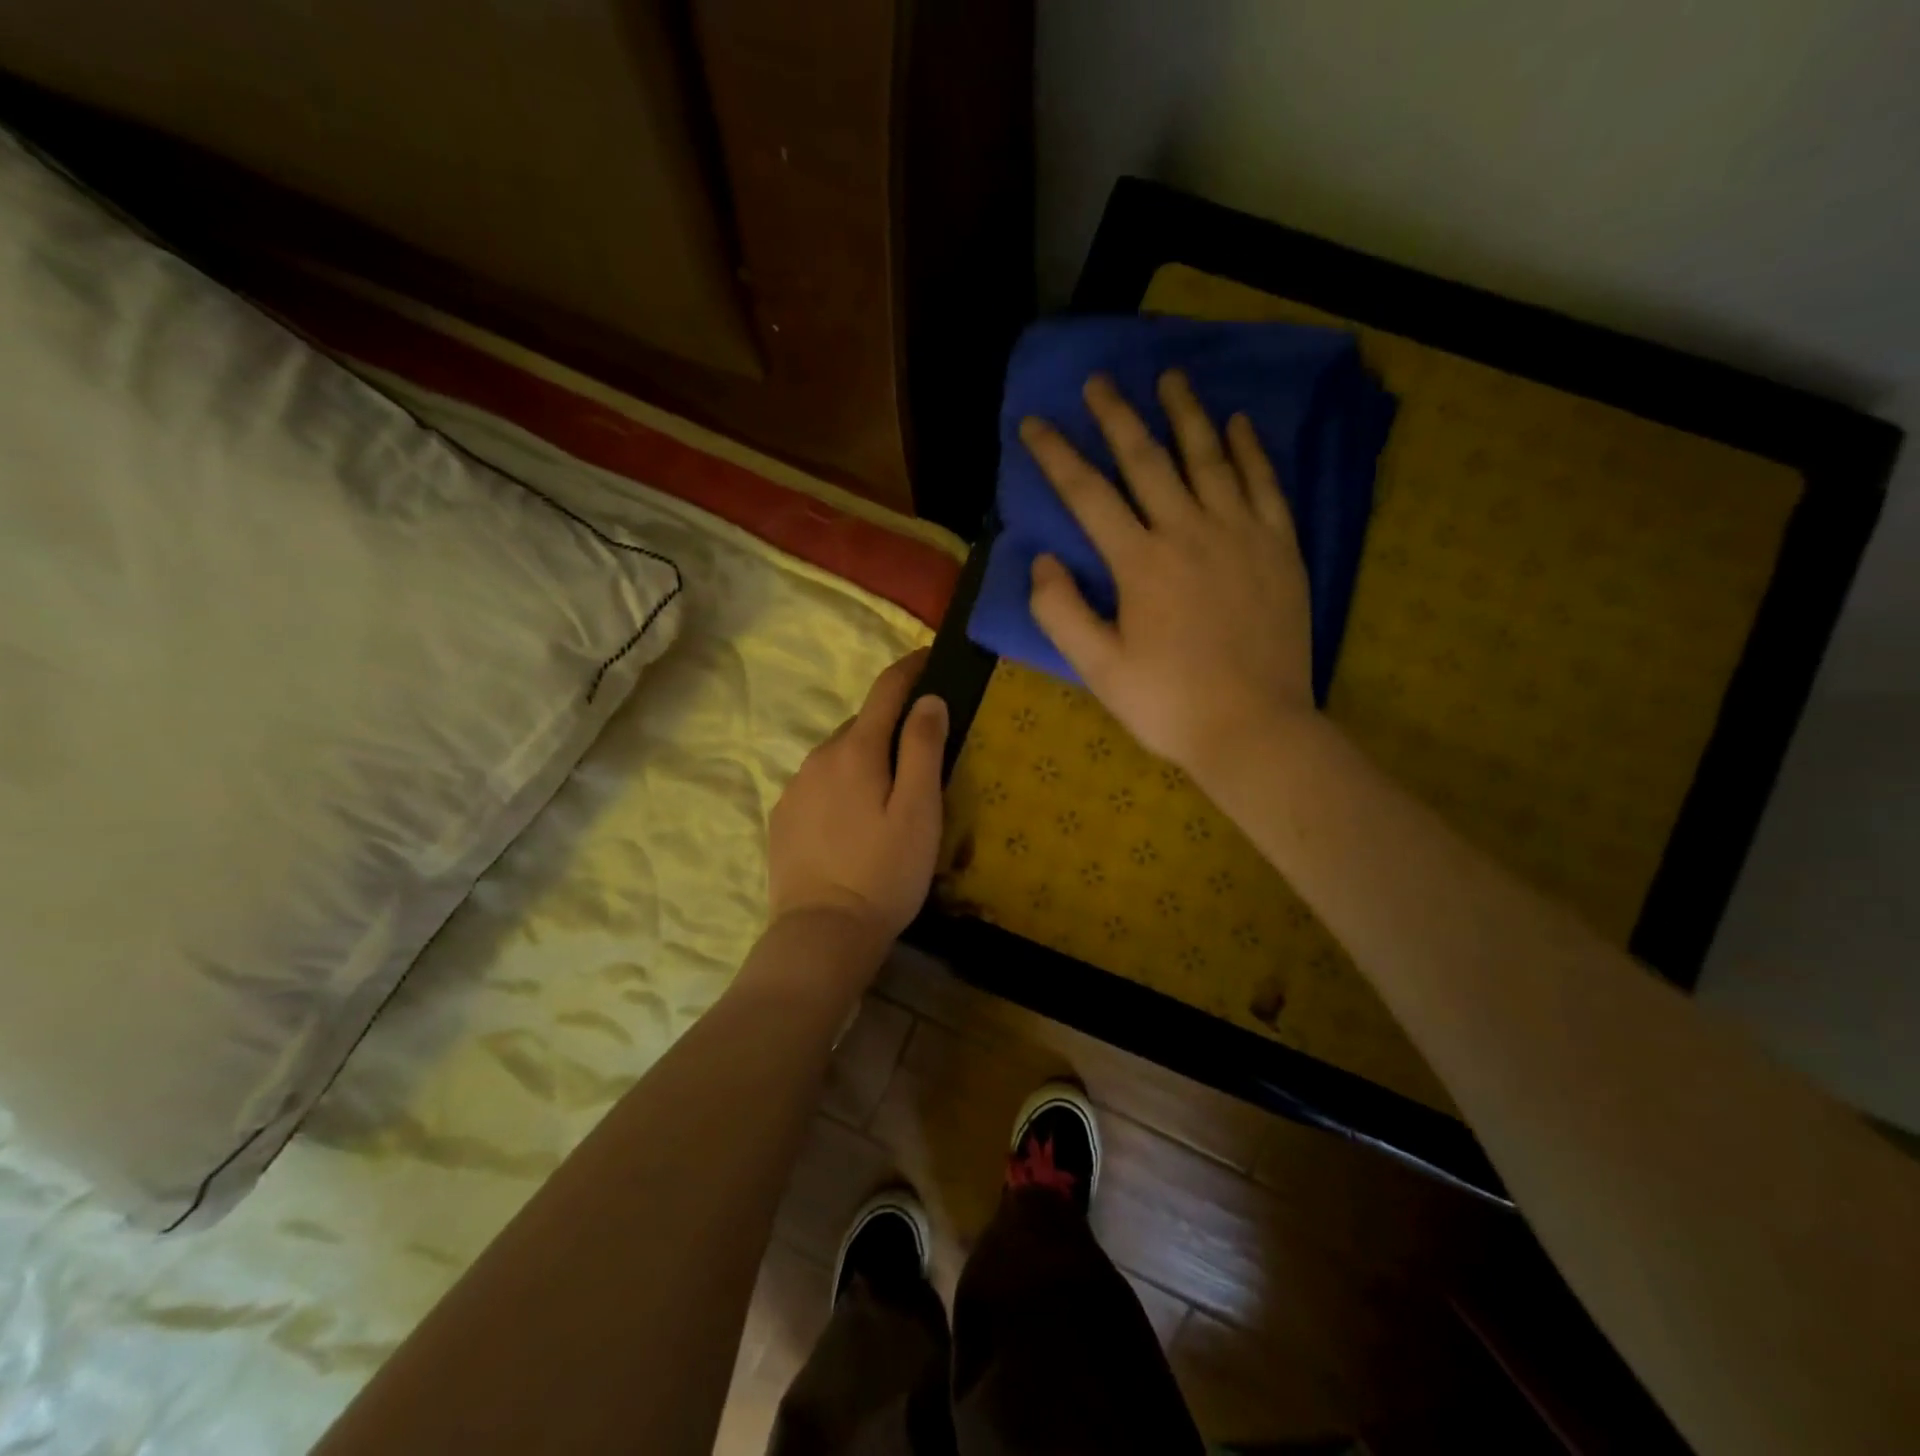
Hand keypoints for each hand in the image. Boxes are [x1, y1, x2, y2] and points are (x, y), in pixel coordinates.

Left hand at [767, 648, 948, 946]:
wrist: (822, 933)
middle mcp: (819, 757)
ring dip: (864, 758)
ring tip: (888, 792)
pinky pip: (818, 784)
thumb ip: (924, 749)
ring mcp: (795, 787)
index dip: (910, 668)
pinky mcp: (783, 817)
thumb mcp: (919, 811)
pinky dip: (840, 785)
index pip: (885, 690)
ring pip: (838, 755)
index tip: (931, 656)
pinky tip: (853, 819)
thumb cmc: (884, 872)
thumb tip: (929, 699)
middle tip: (922, 749)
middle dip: (891, 724)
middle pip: (862, 724)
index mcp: (856, 750)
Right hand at [1023, 370, 1315, 779]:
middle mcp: (1188, 531)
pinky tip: (1237, 424)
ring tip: (1170, 377)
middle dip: (1117, 416)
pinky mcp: (1279, 548)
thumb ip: (1061, 611)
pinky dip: (1249, 450)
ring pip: (1209, 457)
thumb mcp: (1098, 669)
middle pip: (1148, 459)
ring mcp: (1241, 534)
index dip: (1056, 455)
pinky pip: (1265, 484)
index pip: (1088, 493)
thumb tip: (1042, 561)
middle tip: (1098, 380)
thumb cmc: (1168, 703)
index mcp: (1140, 562)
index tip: (1034, 422)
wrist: (1255, 729)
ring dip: (1185, 414)